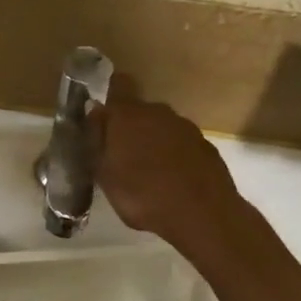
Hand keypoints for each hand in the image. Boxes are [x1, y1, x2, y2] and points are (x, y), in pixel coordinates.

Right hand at [93, 80, 249, 259]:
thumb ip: (98, 140)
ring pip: (162, 128)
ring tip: (147, 172)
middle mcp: (159, 112)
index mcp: (129, 115)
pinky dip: (174, 156)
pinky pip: (182, 145)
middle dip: (130, 128)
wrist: (202, 214)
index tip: (104, 112)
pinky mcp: (206, 146)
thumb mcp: (105, 174)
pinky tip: (171, 180)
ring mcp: (186, 128)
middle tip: (121, 156)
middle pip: (140, 111)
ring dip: (153, 142)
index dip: (111, 92)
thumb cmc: (142, 195)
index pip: (119, 85)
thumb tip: (94, 111)